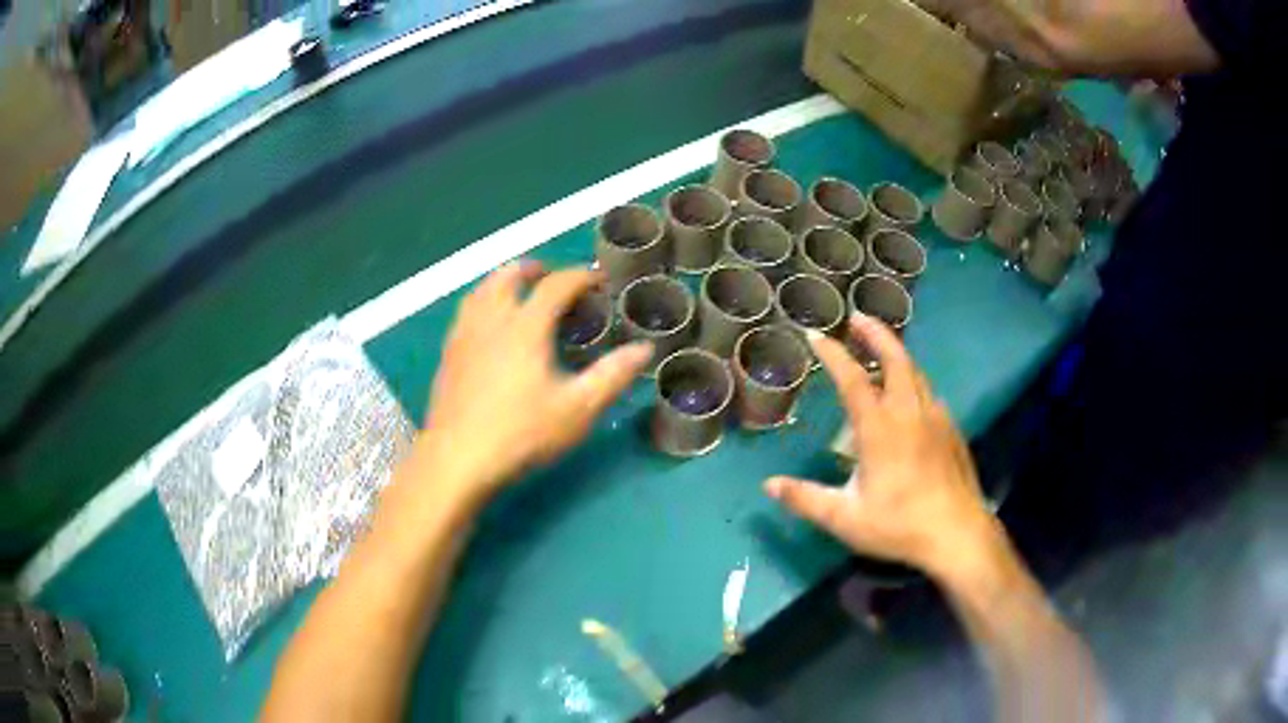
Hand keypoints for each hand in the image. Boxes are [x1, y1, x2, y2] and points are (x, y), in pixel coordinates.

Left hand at [412, 261, 652, 506]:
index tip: (599, 280)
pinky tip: (488, 327)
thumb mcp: (578, 409)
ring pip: (481, 290)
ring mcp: (464, 336)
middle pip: (509, 276)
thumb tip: (644, 348)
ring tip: (518, 292)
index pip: (556, 285)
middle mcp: (492, 320)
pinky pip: (466, 312)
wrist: (457, 459)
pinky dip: (483, 302)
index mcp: (525, 326)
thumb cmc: (522, 434)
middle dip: (534, 269)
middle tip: (553, 277)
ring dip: (503, 281)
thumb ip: (612, 375)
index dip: (580, 277)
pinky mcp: (448, 355)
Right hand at [764, 314, 1002, 578]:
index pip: (852, 379)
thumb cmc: (899, 525)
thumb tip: (769, 485)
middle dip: (876, 333)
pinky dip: (914, 380)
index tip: (815, 335)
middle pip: (895, 358)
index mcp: (880, 429)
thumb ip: (805, 499)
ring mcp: (935, 419)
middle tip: (858, 318)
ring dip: (896, 354)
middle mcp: (909, 413)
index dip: (833, 354)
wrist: (957, 534)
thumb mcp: (845, 519)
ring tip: (881, 350)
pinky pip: (929, 393)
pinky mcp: (951, 431)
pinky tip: (911, 397)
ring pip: (916, 372)